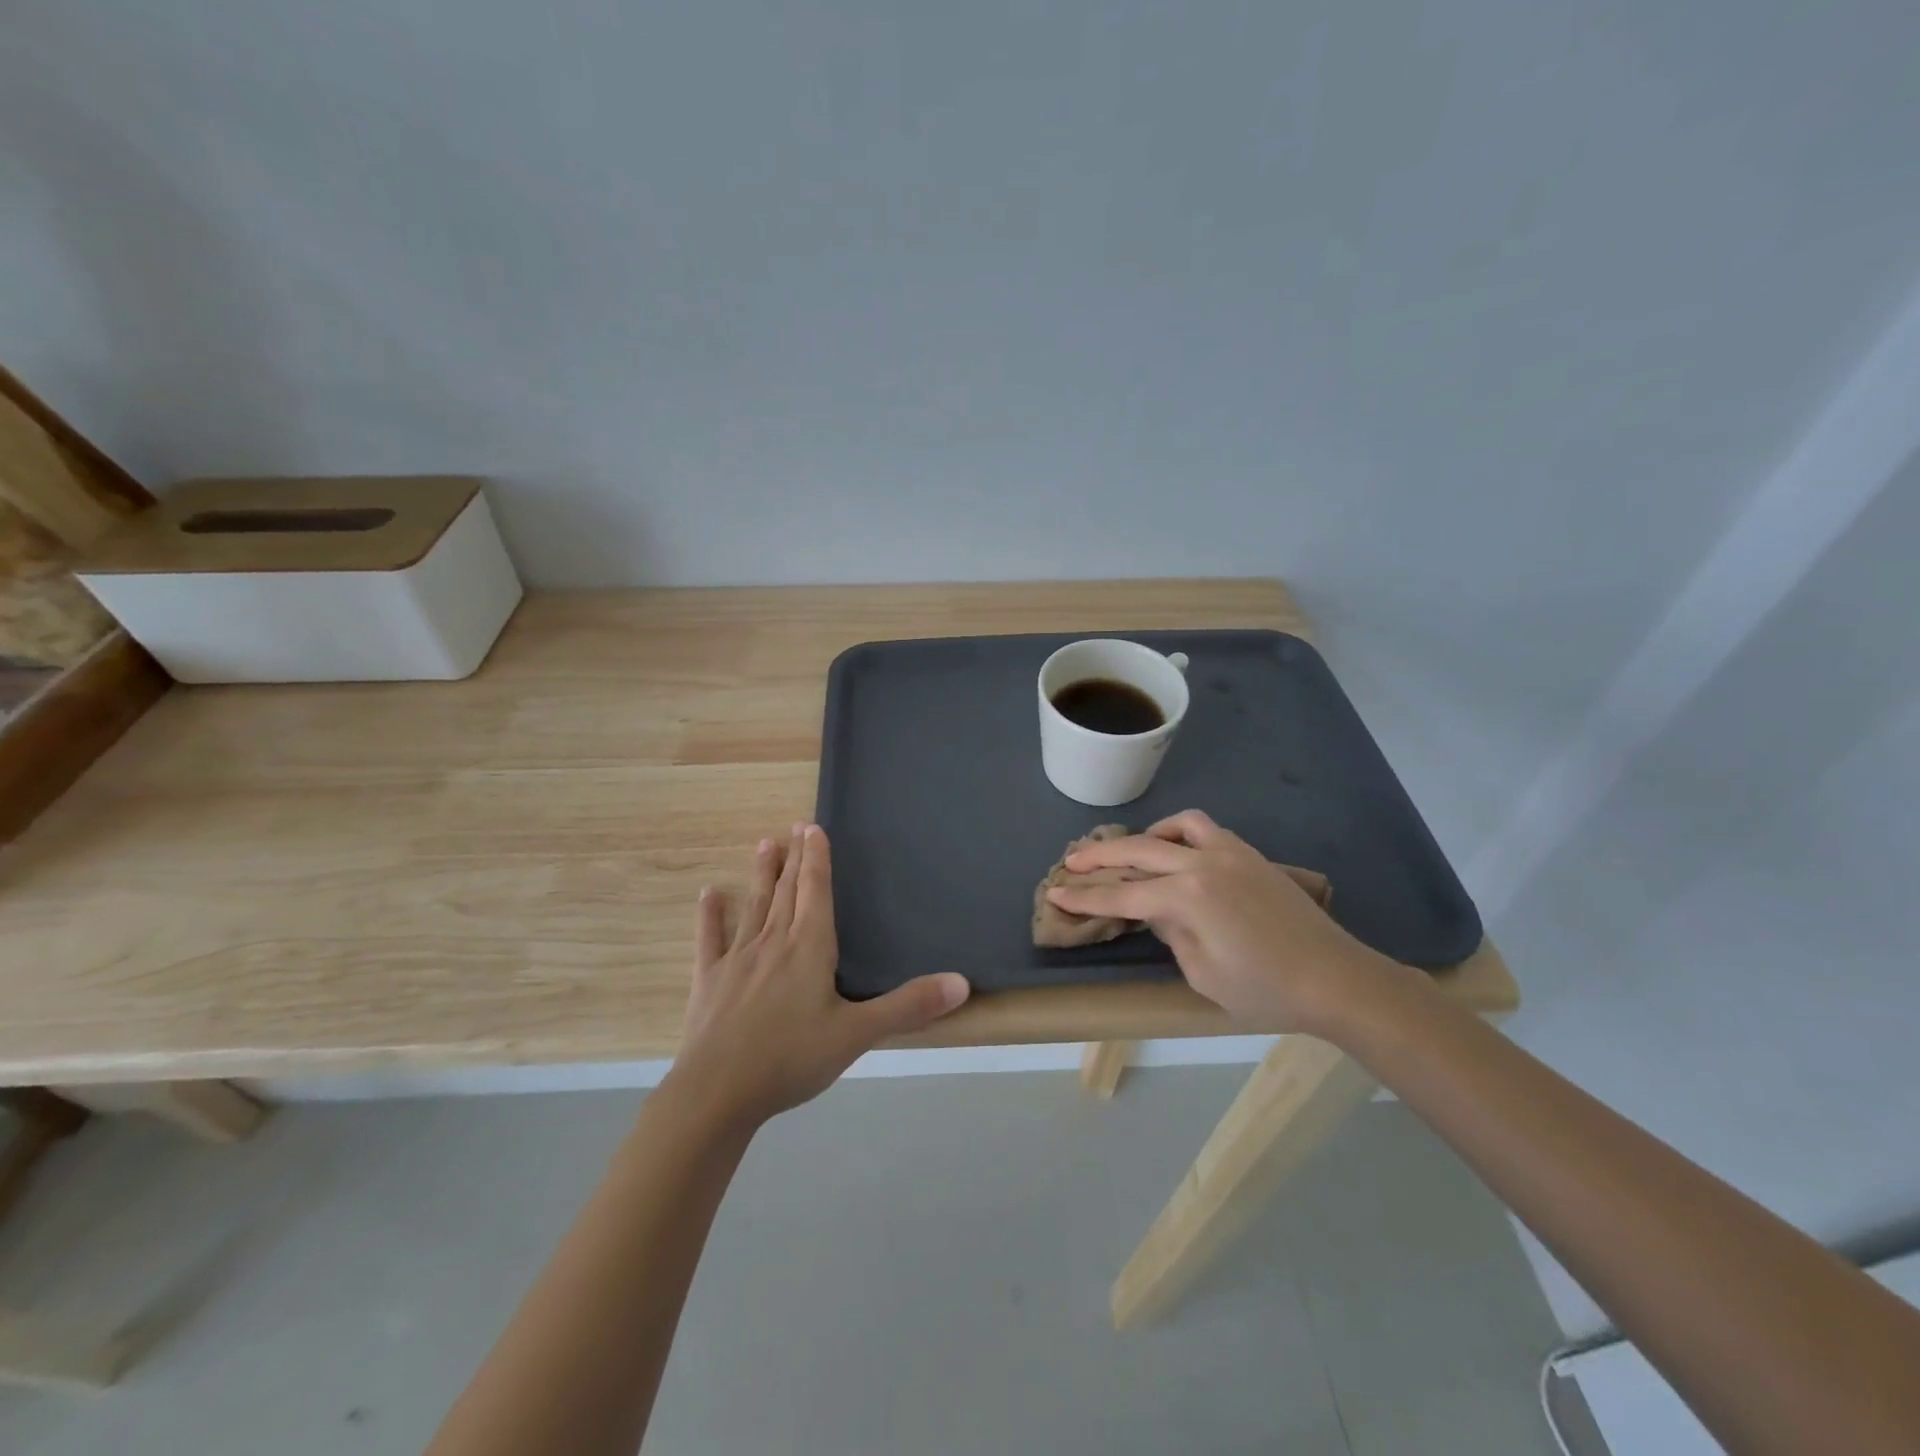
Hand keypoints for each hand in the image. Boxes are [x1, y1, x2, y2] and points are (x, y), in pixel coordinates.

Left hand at [667, 823, 970, 1130]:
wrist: (717, 1092)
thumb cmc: (792, 1058)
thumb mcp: (857, 1034)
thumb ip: (909, 1006)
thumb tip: (962, 982)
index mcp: (809, 947)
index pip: (816, 891)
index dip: (817, 858)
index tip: (813, 827)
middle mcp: (774, 942)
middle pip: (788, 891)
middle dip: (795, 858)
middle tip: (795, 826)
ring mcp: (738, 959)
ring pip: (755, 906)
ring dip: (761, 875)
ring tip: (764, 844)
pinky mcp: (709, 980)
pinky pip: (711, 940)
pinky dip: (711, 916)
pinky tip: (708, 894)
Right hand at [1045, 809, 1399, 1032]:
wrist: (1334, 977)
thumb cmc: (1264, 988)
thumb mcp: (1201, 972)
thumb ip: (1169, 932)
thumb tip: (1155, 910)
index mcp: (1186, 897)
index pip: (1121, 894)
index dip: (1084, 897)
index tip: (1055, 894)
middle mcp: (1202, 863)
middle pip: (1137, 851)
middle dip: (1098, 858)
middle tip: (1069, 862)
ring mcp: (1228, 852)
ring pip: (1174, 827)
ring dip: (1143, 837)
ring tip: (1128, 852)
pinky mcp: (1249, 854)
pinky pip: (1205, 830)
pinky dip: (1180, 833)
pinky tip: (1176, 850)